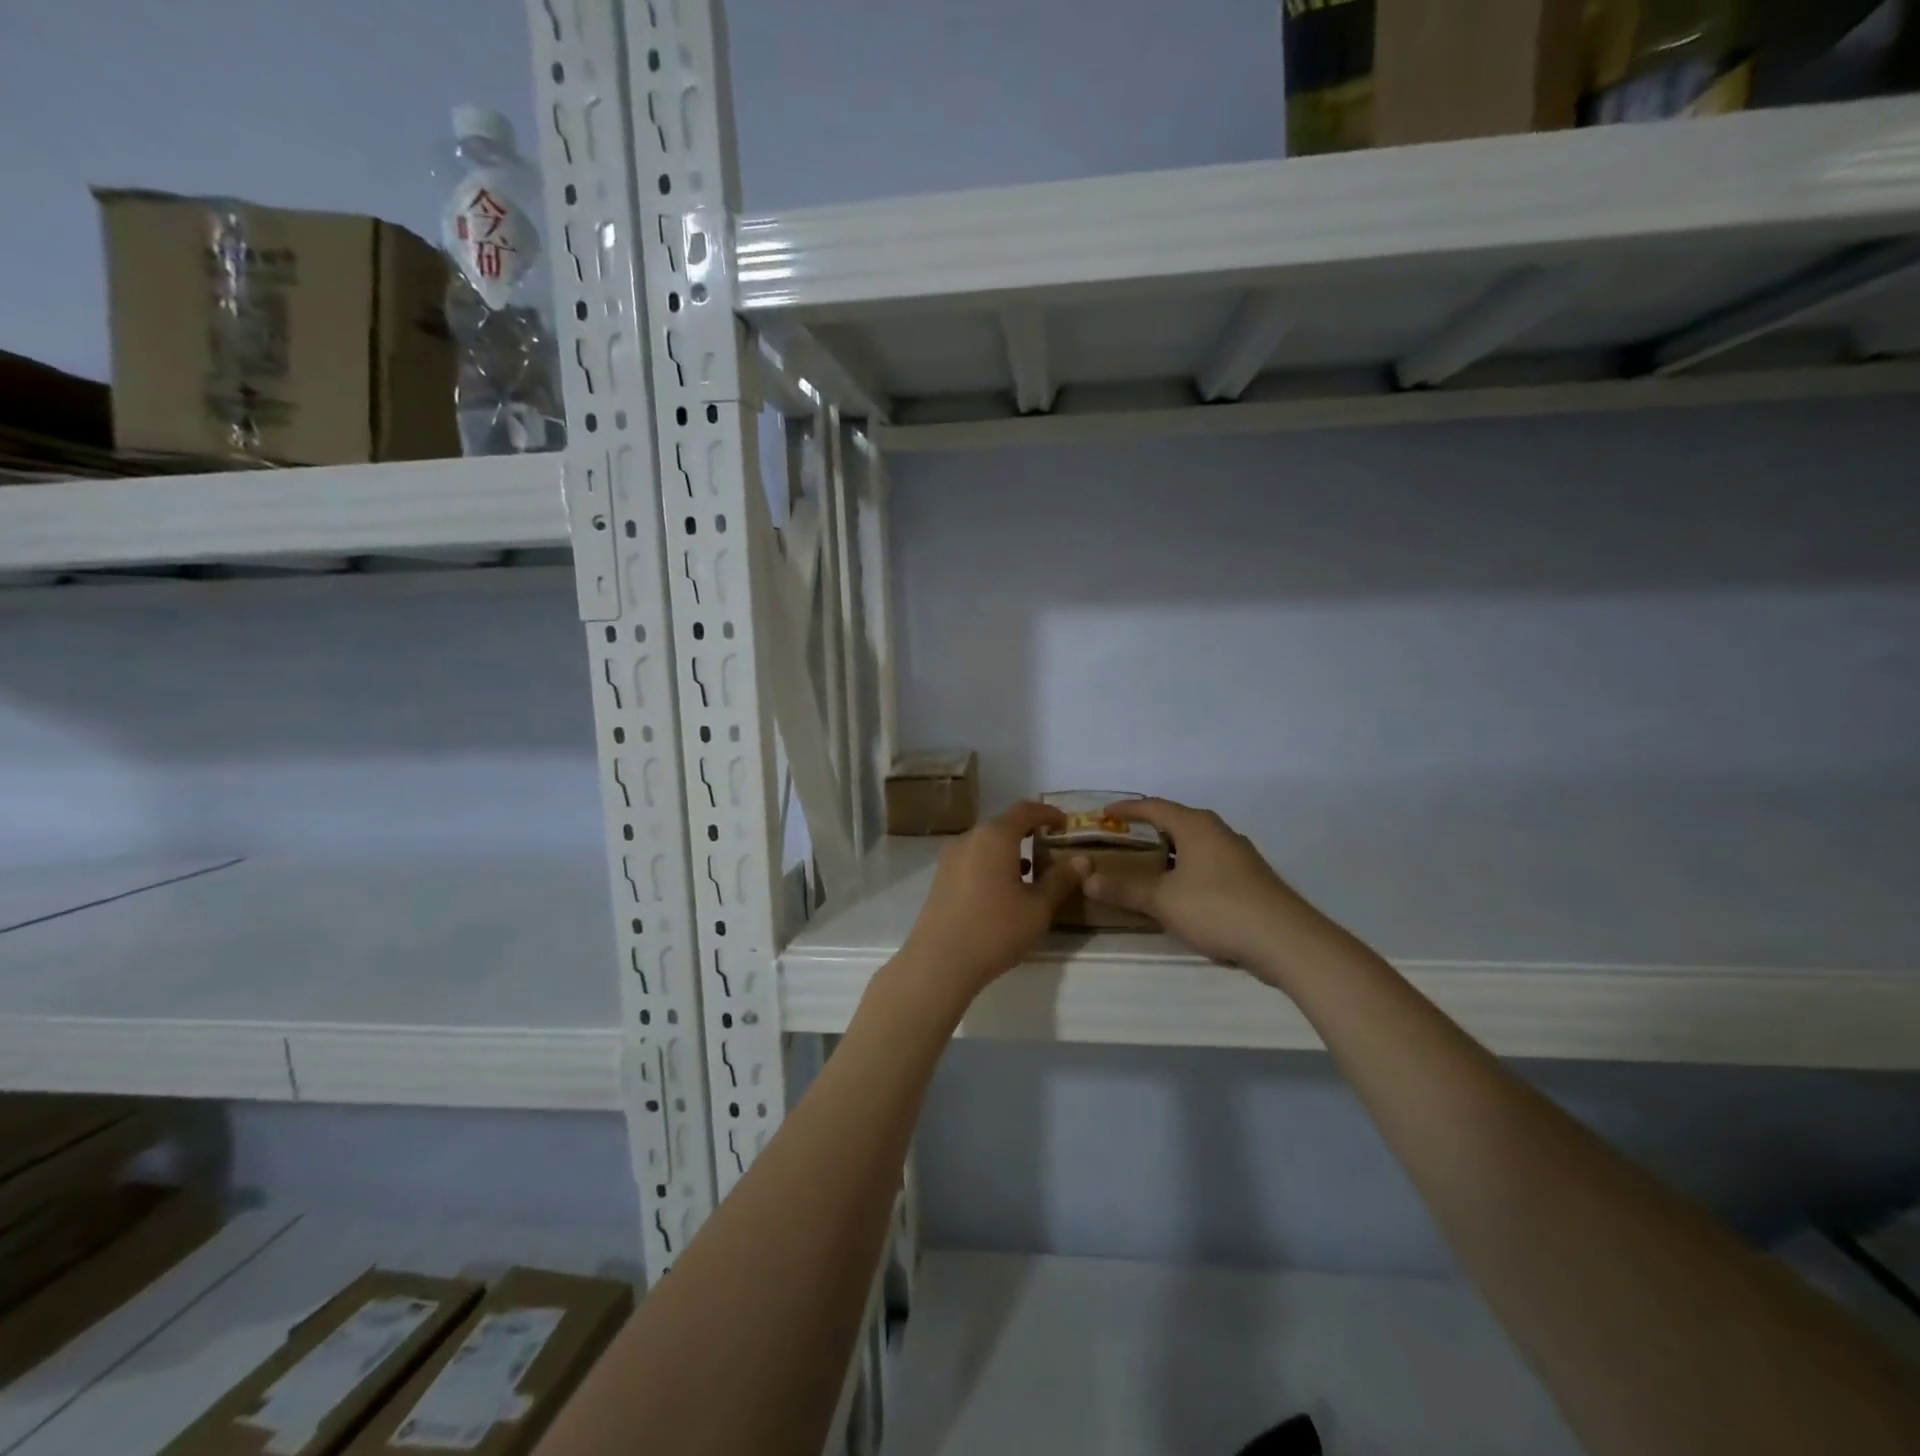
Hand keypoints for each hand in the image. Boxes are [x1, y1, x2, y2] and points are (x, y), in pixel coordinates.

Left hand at [894, 802, 1084, 1011]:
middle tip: (1052, 848)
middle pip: (1004, 825)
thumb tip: (1083, 860)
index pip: (1025, 810)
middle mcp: (969, 838)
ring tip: (1032, 872)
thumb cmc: (995, 930)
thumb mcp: (1038, 908)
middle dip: (1029, 832)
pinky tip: (1005, 890)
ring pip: (987, 843)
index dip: (1048, 813)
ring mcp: (950, 858)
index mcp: (995, 836)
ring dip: (1010, 850)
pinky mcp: (940, 878)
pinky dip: (993, 864)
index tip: (1066, 824)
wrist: (938, 963)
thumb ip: (1060, 880)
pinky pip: (973, 859)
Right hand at [1080, 798, 1330, 979]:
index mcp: (1196, 826)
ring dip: (1170, 850)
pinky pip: (1210, 862)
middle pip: (1177, 821)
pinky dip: (1188, 868)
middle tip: (1122, 839)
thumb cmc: (1217, 908)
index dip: (1127, 810)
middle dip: (1149, 828)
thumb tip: (1087, 879)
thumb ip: (1125, 889)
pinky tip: (1181, 891)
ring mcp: (1239, 855)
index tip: (1103, 814)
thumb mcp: (1162, 900)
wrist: (1285, 940)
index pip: (1154, 806)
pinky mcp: (1251, 878)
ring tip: (1147, 865)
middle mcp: (1218, 832)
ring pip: (1196, 843)